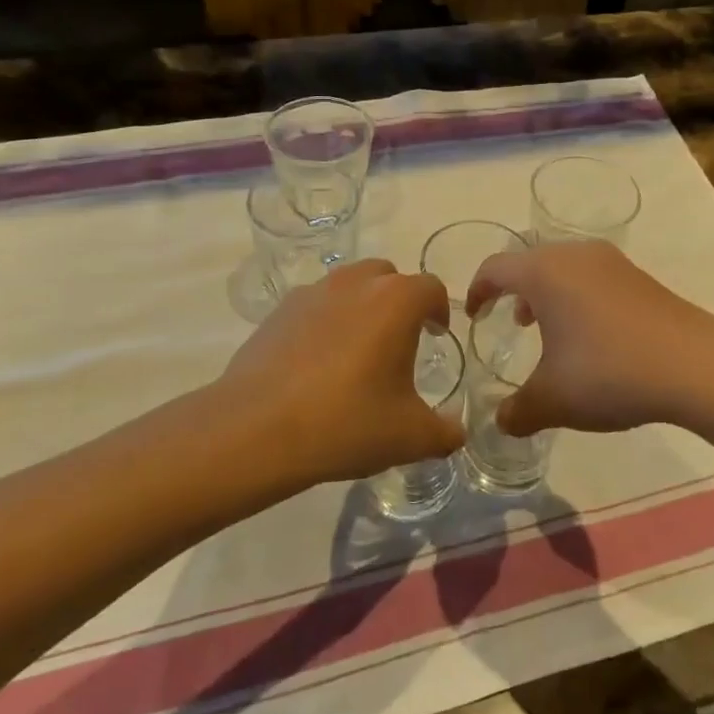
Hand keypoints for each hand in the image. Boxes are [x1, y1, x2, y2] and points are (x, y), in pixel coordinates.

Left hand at [220, 261, 457, 485]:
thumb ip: (444, 432)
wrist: (256, 430)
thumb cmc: (346, 423)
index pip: (431, 288)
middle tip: (400, 340)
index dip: (439, 310)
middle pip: (388, 277)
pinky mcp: (278, 311)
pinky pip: (315, 305)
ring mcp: (312, 293)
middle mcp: (356, 283)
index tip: (437, 335)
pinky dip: (326, 321)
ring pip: (349, 286)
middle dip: (400, 301)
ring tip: (358, 349)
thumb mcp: (409, 437)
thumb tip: (457, 432)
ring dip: (362, 306)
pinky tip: (318, 362)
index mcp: (395, 301)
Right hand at [465, 242, 713, 438]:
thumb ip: (517, 411)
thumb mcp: (553, 400)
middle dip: (513, 290)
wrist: (696, 365)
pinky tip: (591, 336)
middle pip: (530, 262)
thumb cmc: (609, 373)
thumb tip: (500, 422)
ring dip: (548, 294)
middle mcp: (575, 255)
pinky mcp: (640, 277)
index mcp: (544, 272)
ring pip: (564, 267)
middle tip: (509, 322)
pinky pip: (593, 277)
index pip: (495, 268)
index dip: (476, 291)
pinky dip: (578, 297)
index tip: (472, 316)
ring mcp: (612, 262)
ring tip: (547, 328)